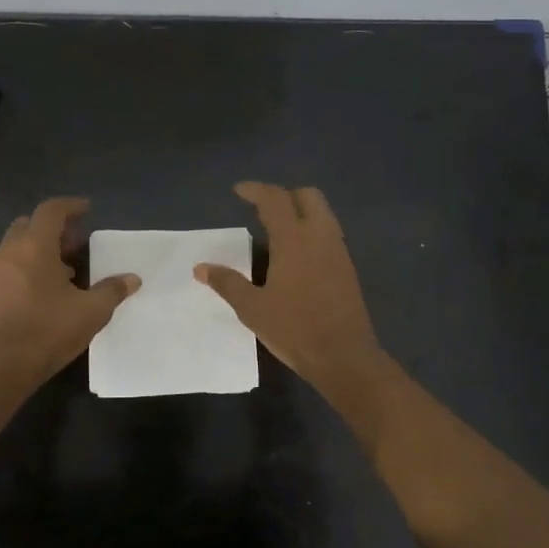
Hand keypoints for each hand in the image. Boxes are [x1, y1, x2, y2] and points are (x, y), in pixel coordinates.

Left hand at [0, 197, 138, 381]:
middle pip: (30, 224)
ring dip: (41, 249)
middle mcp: (10, 252)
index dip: (70, 206)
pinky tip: (48, 291)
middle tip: (77, 242)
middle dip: (54, 227)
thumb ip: (112, 290)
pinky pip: (11, 267)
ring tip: (67, 270)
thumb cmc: (49, 330)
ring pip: (18, 246)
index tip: (87, 209)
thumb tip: (132, 279)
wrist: (3, 366)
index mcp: (34, 247)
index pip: (51, 211)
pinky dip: (29, 267)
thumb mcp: (91, 311)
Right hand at [194, 183, 386, 396]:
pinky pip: (329, 234)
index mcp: (294, 240)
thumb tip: (201, 268)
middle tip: (262, 209)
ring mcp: (338, 251)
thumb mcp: (252, 309)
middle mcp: (320, 236)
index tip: (239, 191)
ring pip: (323, 214)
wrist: (344, 356)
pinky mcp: (347, 268)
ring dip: (300, 212)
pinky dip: (311, 230)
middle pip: (308, 196)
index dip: (256, 190)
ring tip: (276, 231)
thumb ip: (227, 283)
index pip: (275, 200)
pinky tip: (296, 255)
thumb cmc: (294, 329)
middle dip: (284, 195)